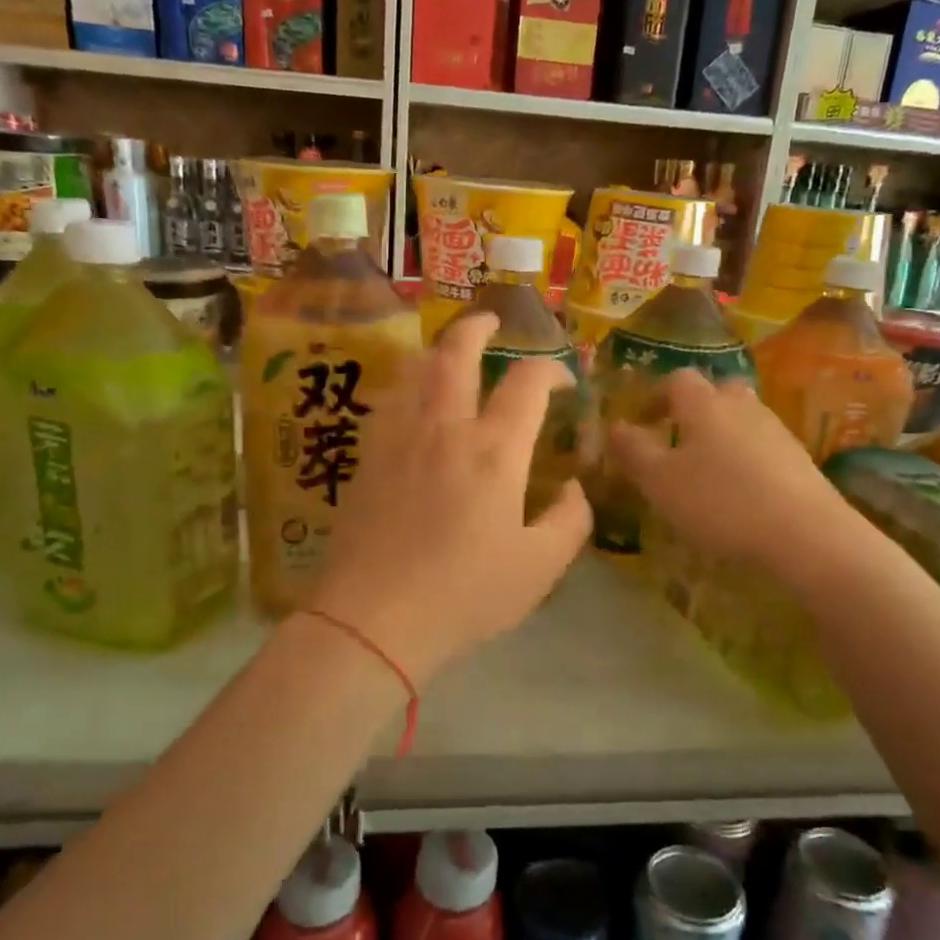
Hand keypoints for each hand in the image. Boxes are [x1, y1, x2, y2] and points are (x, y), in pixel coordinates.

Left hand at [307, 313, 591, 684]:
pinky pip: (389, 400)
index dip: (551, 370)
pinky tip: (413, 402)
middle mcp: (445, 428)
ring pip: (415, 368)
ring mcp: (399, 438)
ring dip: (438, 350)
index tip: (562, 381)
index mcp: (494, 451)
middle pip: (457, 352)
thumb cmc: (465, 594)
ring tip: (450, 354)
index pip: (528, 383)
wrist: (374, 617)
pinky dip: (408, 385)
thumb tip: (572, 487)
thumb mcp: (540, 567)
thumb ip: (570, 520)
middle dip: (478, 327)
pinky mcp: (367, 457)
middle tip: (492, 322)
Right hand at [607, 370, 859, 571]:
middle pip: (716, 392)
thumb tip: (615, 426)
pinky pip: (763, 446)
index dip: (656, 395)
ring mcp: (776, 430)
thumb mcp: (660, 481)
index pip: (677, 379)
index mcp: (704, 404)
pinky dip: (746, 458)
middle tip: (678, 440)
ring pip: (742, 418)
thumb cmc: (719, 501)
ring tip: (707, 470)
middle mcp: (742, 406)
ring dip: (721, 434)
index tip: (643, 421)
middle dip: (694, 410)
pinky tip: (741, 491)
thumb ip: (633, 451)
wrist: (804, 532)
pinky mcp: (799, 458)